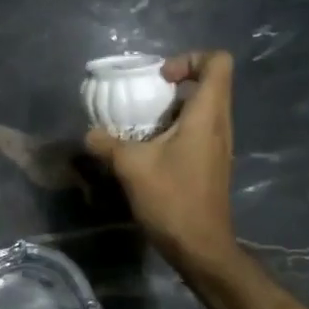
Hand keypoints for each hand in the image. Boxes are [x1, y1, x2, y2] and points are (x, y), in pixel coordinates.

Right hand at [85, 51, 238, 274]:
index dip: (189, 59)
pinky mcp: (211, 162)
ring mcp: (218, 145)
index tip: (160, 80)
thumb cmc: (172, 199)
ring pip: (203, 108)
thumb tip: (89, 133)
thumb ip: (107, 143)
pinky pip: (198, 130)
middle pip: (211, 82)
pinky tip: (149, 149)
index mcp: (207, 115)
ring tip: (142, 123)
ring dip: (173, 108)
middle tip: (146, 97)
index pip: (218, 62)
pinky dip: (175, 129)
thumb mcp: (131, 167)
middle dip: (176, 82)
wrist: (201, 248)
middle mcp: (220, 124)